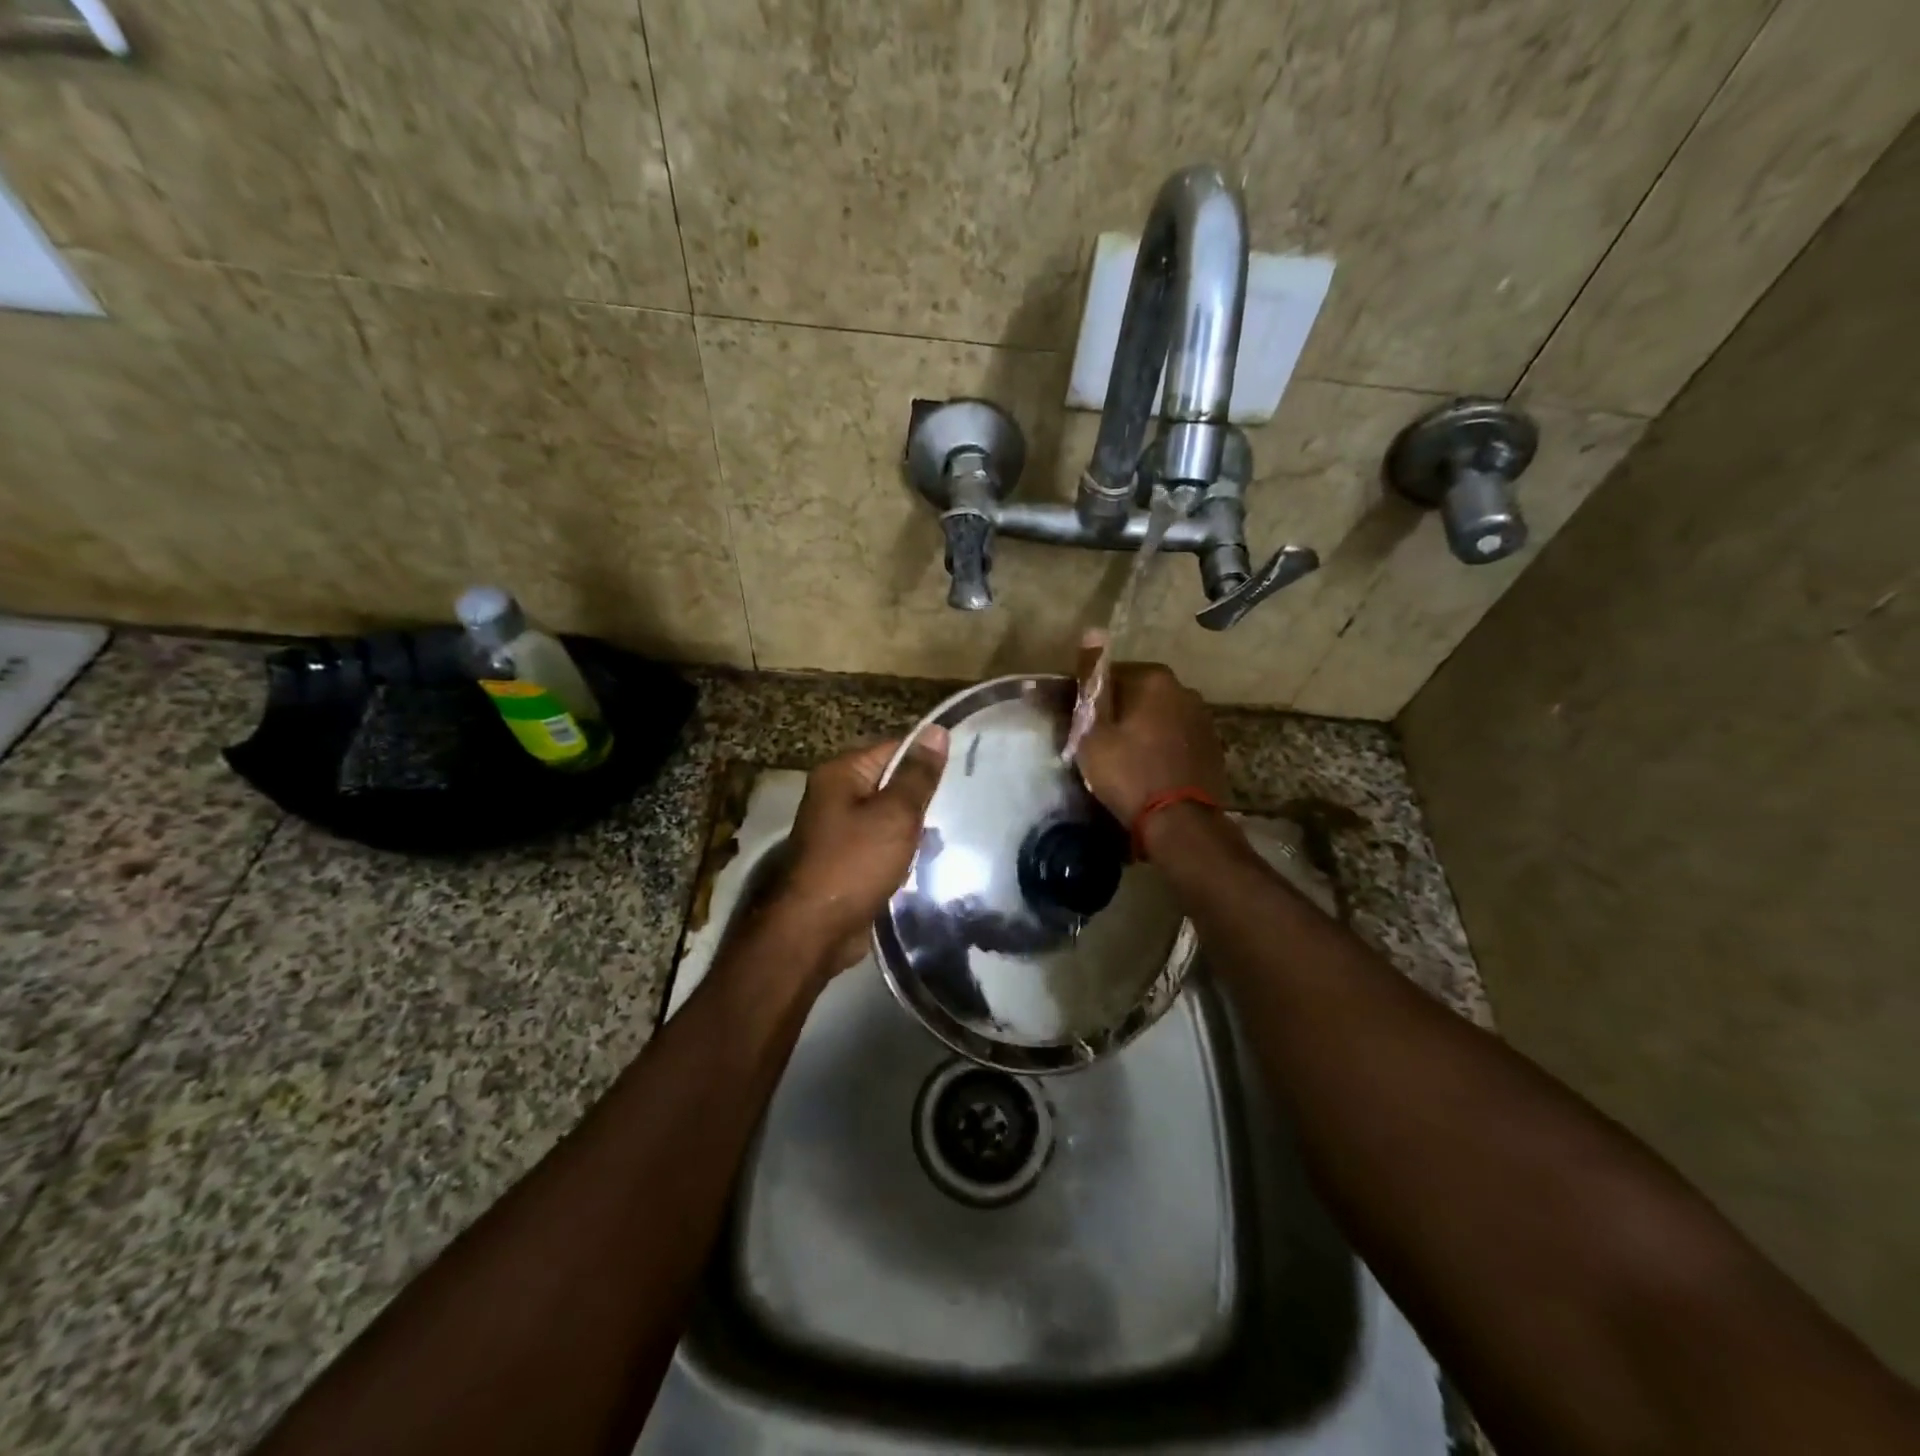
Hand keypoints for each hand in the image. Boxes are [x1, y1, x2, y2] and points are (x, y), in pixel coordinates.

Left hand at [766, 728, 949, 971]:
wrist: (815, 931)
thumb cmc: (855, 864)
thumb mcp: (895, 814)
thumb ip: (918, 775)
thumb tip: (936, 730)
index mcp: (841, 773)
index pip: (893, 749)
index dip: (926, 761)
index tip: (962, 773)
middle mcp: (835, 795)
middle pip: (890, 783)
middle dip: (921, 799)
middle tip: (959, 808)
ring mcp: (838, 830)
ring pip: (888, 817)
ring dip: (914, 829)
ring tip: (947, 836)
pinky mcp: (845, 860)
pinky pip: (881, 845)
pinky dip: (901, 852)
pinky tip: (925, 861)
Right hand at [1071, 633, 1227, 827]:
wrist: (1180, 823)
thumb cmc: (1128, 772)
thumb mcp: (1094, 730)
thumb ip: (1092, 681)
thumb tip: (1093, 630)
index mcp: (1154, 679)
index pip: (1110, 675)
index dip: (1091, 700)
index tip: (1079, 724)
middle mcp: (1184, 690)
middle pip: (1138, 694)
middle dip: (1119, 712)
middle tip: (1098, 744)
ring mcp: (1202, 719)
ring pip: (1158, 716)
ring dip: (1142, 729)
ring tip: (1123, 759)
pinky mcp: (1212, 746)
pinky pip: (1175, 737)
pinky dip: (1161, 746)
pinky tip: (1148, 770)